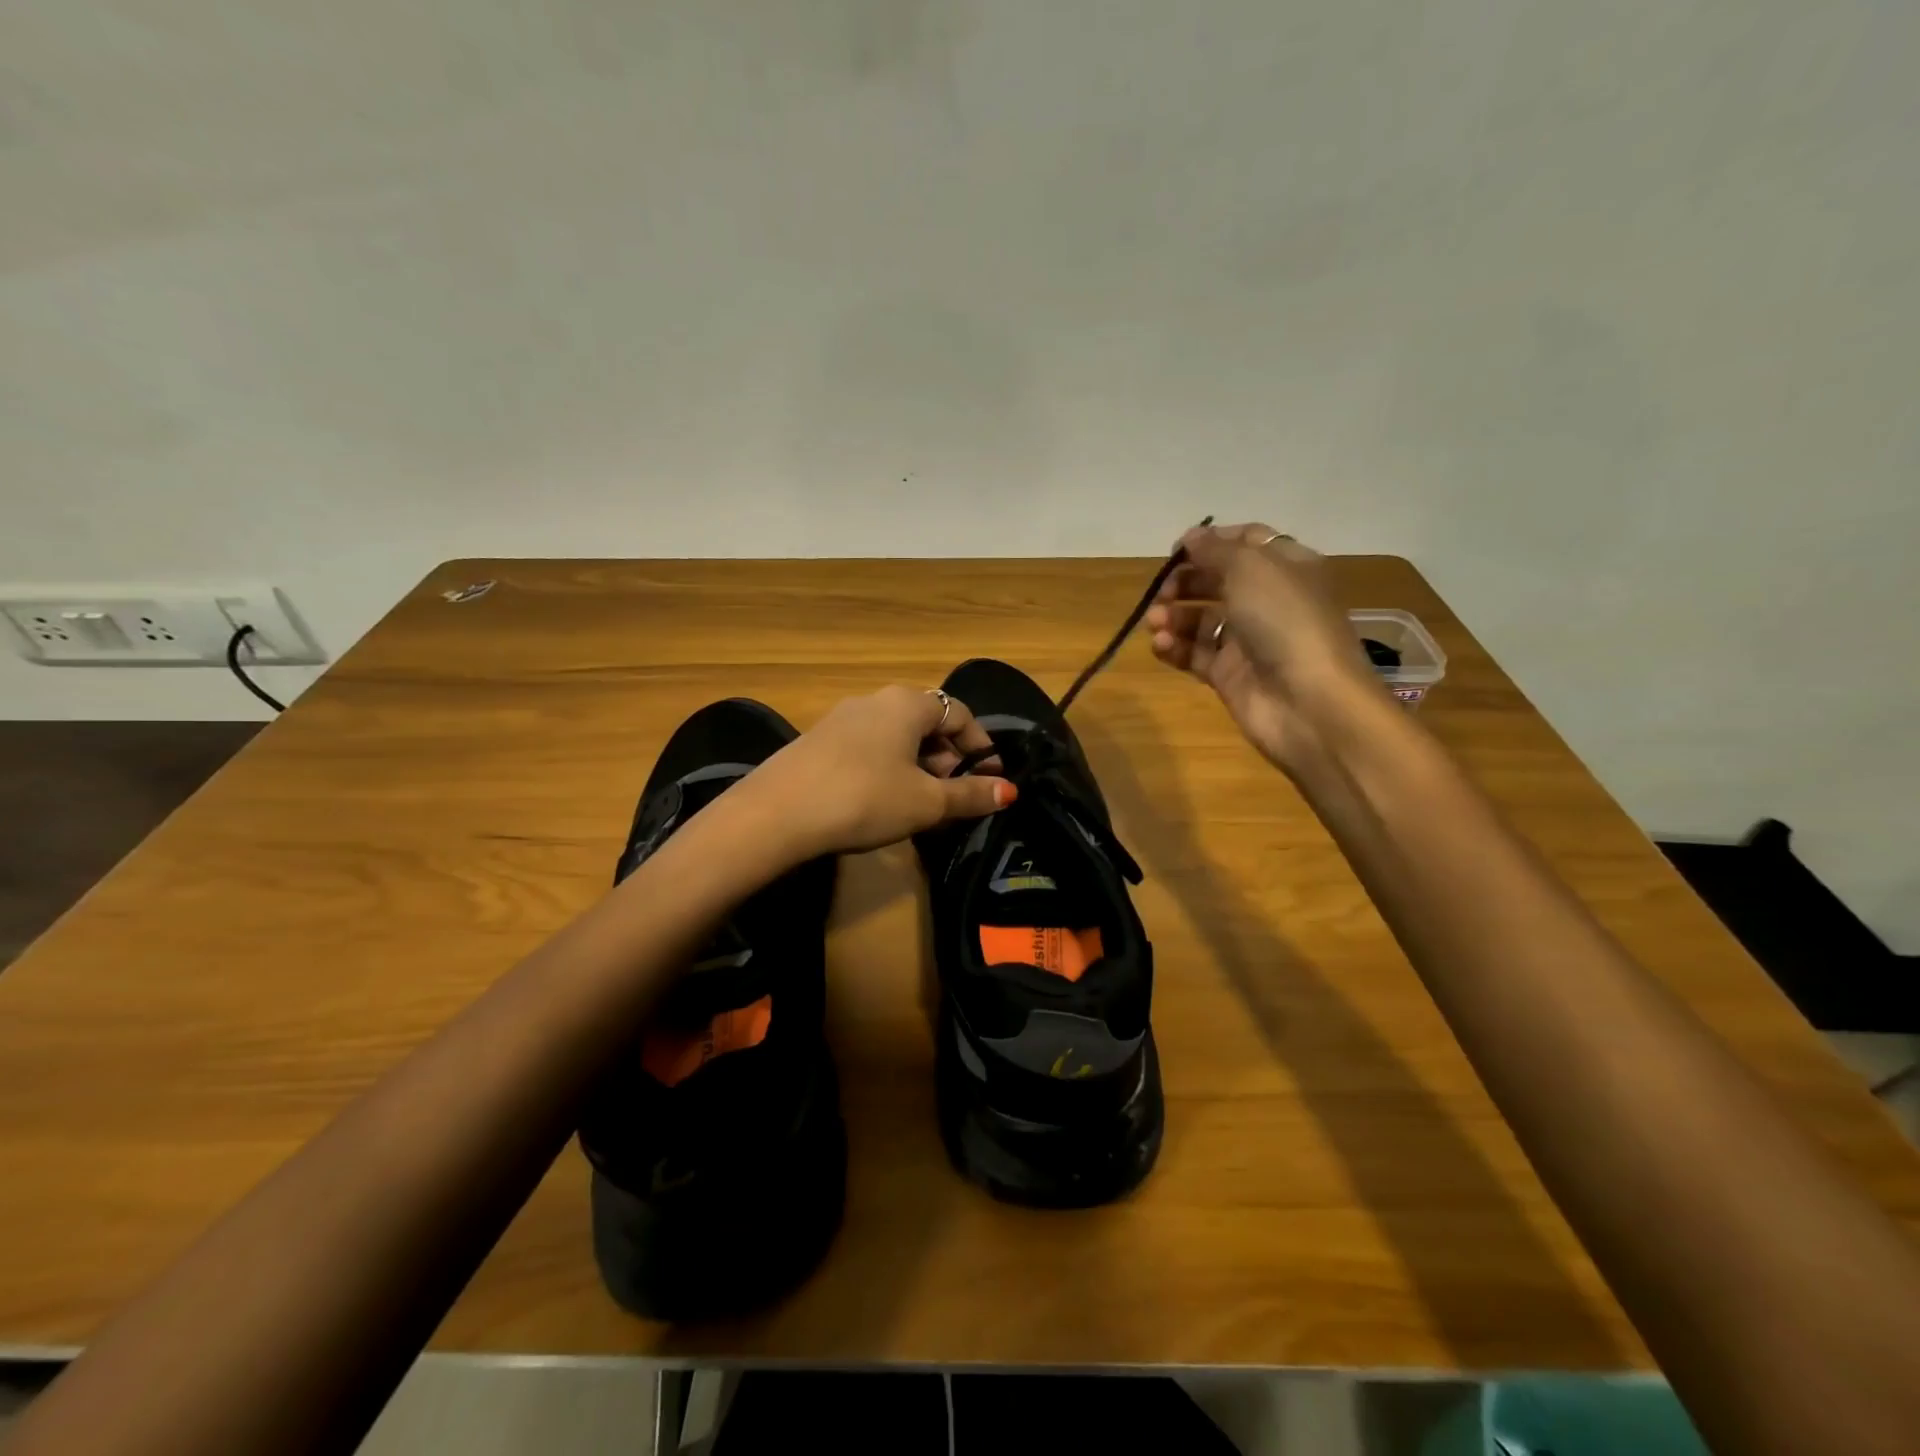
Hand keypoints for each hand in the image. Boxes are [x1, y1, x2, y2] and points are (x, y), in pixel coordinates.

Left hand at [737, 685, 1014, 858]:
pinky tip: (880, 801)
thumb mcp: (926, 802)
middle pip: (927, 723)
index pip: (960, 714)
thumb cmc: (865, 798)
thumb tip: (1010, 792)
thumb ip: (971, 795)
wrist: (776, 813)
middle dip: (948, 758)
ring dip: (917, 766)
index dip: (980, 747)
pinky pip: (868, 747)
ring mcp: (841, 718)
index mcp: (907, 703)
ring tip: (919, 804)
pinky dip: (887, 768)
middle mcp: (875, 700)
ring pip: (896, 737)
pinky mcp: (818, 740)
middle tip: (953, 796)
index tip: (990, 780)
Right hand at [1145, 522, 1380, 771]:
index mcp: (1286, 567)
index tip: (1177, 550)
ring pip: (1200, 619)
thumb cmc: (1284, 621)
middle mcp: (1268, 600)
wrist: (1308, 701)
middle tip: (1162, 592)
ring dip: (1173, 616)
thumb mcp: (1251, 569)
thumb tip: (1191, 538)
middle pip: (1217, 581)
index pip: (1246, 542)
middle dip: (1185, 582)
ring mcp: (1248, 640)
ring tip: (1155, 623)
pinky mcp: (1229, 674)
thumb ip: (1215, 550)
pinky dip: (1173, 647)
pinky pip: (1194, 653)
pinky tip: (1159, 645)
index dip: (1211, 542)